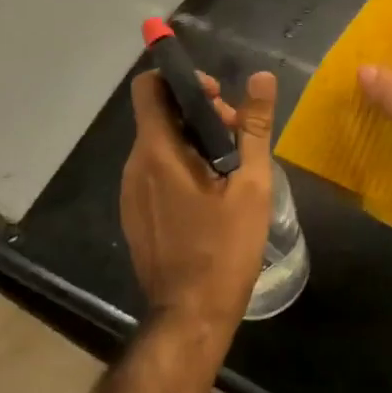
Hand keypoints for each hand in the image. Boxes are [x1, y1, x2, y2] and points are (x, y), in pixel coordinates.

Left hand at [121, 67, 276, 333]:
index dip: (181, 80)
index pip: (149, 87)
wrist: (191, 314)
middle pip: (160, 116)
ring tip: (231, 169)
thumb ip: (254, 127)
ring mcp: (130, 193)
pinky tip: (212, 195)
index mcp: (157, 152)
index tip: (218, 97)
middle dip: (200, 114)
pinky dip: (181, 167)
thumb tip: (260, 77)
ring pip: (159, 145)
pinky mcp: (135, 214)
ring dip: (193, 141)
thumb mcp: (250, 185)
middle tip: (238, 137)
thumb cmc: (224, 248)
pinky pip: (155, 173)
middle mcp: (135, 166)